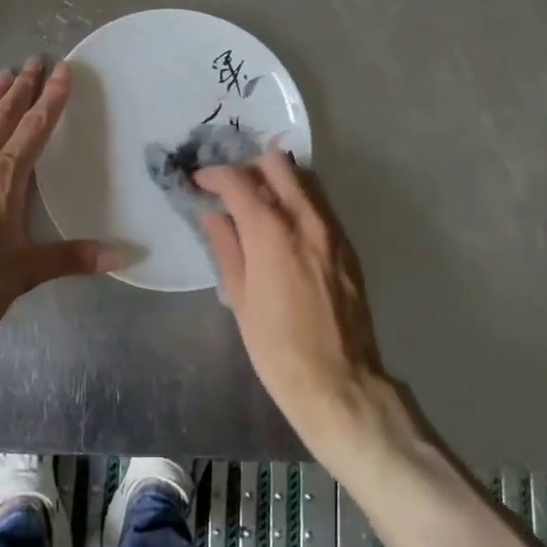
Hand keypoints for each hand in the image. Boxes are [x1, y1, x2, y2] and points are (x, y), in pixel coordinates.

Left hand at [0, 59, 119, 375]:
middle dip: (19, 90)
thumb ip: (74, 258)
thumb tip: (124, 255)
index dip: (50, 99)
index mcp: (1, 182)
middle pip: (0, 120)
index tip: (61, 71)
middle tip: (33, 61)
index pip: (33, 130)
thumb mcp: (27, 274)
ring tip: (1, 75)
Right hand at [197, 154, 391, 452]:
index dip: (212, 175)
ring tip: (257, 201)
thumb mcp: (239, 299)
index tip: (199, 182)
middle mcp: (305, 218)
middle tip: (230, 188)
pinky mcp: (347, 244)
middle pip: (276, 163)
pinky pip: (319, 202)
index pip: (237, 180)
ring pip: (304, 177)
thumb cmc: (278, 349)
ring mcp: (331, 228)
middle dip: (247, 167)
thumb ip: (226, 248)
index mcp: (271, 232)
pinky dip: (298, 198)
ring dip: (276, 178)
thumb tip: (214, 215)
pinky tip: (284, 224)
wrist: (341, 383)